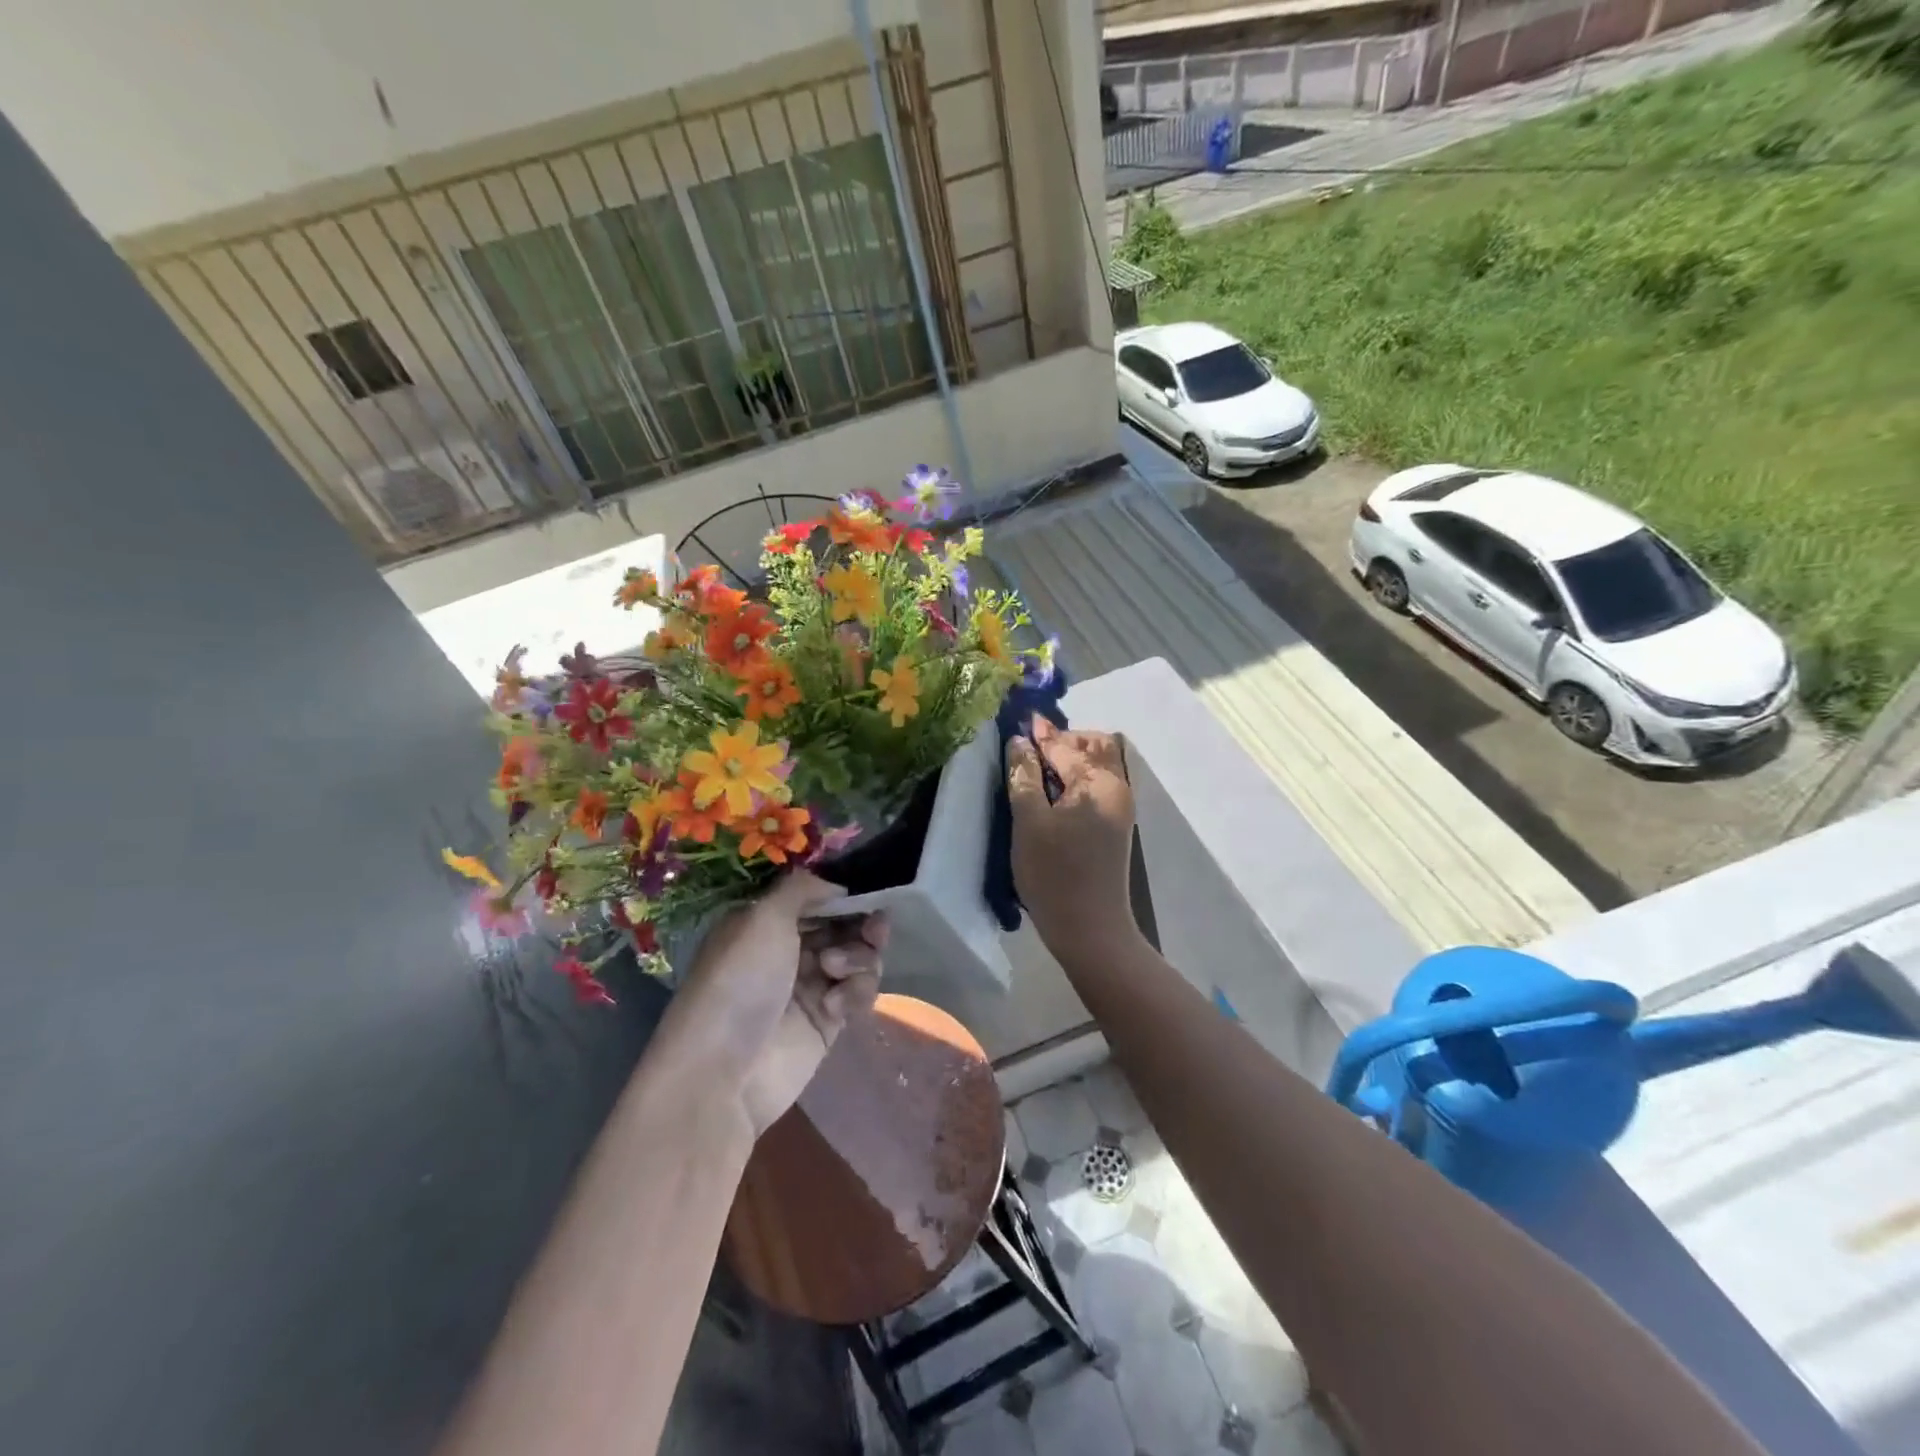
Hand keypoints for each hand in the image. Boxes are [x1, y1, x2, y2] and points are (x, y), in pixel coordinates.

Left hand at [656, 871, 886, 1138]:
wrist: (722, 1073)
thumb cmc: (739, 981)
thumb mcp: (763, 918)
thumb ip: (803, 888)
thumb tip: (837, 884)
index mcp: (767, 923)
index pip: (817, 898)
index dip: (845, 895)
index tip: (869, 895)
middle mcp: (789, 951)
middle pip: (845, 926)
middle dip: (862, 925)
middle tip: (874, 929)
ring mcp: (810, 987)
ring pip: (858, 958)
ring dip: (859, 959)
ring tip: (835, 973)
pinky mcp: (828, 1022)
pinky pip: (859, 994)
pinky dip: (856, 994)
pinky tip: (835, 1007)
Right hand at [1006, 719, 1139, 959]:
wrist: (1091, 929)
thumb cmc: (1054, 874)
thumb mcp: (1029, 822)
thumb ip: (1024, 776)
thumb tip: (1019, 742)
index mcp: (1098, 782)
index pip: (1065, 744)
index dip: (1039, 733)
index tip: (1018, 720)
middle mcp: (1117, 787)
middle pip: (1096, 745)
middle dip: (1063, 740)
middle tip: (1030, 751)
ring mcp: (1121, 807)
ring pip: (1099, 764)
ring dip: (1071, 758)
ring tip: (1038, 771)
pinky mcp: (1116, 826)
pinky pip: (1098, 785)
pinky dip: (1078, 778)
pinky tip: (1053, 793)